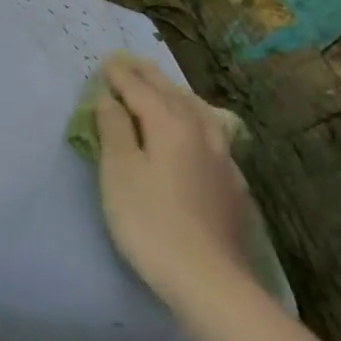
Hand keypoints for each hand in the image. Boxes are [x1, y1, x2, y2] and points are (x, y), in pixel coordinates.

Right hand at [93, 54, 255, 306]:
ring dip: (177, 94)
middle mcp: (201, 133)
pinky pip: (213, 134)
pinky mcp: (233, 184)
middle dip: (150, 77)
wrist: (210, 279)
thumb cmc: (150, 223)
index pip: (141, 90)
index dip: (122, 76)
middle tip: (133, 62)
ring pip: (199, 112)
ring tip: (165, 87)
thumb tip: (109, 99)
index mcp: (170, 125)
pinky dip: (197, 119)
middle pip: (173, 95)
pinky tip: (199, 131)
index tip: (107, 61)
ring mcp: (223, 158)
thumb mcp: (119, 173)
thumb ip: (114, 130)